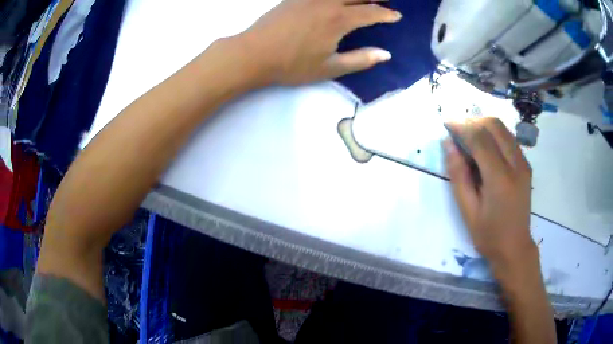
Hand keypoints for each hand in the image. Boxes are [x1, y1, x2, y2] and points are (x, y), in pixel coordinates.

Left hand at [239, 0, 401, 84]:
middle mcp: (327, 2)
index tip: (396, 16)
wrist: (253, 53)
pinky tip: (336, 0)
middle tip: (386, 1)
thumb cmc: (291, 65)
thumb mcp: (329, 68)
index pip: (371, 12)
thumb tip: (385, 54)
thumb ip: (360, 60)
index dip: (386, 14)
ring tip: (364, 0)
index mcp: (339, 20)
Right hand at [444, 118, 536, 276]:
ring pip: (503, 128)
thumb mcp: (467, 211)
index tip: (446, 124)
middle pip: (494, 125)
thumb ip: (458, 175)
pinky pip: (508, 138)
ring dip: (483, 125)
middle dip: (473, 121)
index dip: (462, 126)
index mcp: (500, 179)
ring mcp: (523, 163)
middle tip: (457, 130)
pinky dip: (493, 134)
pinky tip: (484, 147)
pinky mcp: (525, 165)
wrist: (515, 248)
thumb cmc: (489, 235)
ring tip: (468, 136)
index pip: (480, 138)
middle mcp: (516, 164)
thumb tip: (448, 144)